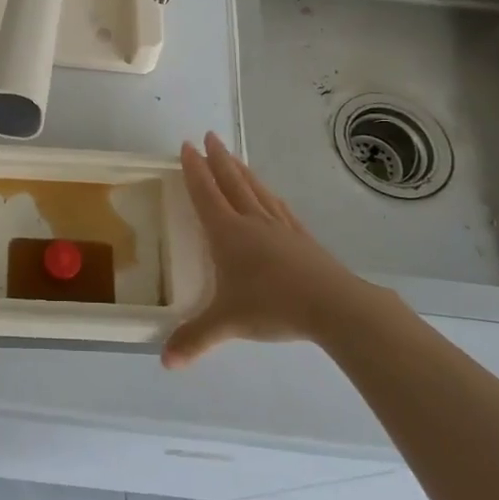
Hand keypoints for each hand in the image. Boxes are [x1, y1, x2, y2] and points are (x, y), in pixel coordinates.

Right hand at [163, 132, 396, 367]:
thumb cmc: (273, 306)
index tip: (186, 146)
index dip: (194, 169)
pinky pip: (279, 207)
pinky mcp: (302, 238)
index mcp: (228, 233)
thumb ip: (195, 339)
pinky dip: (269, 195)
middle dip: (217, 159)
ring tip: (233, 156)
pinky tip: (270, 194)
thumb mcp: (227, 323)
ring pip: (256, 190)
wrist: (334, 305)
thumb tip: (165, 363)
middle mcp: (252, 222)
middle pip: (231, 182)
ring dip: (241, 171)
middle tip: (208, 136)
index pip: (205, 193)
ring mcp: (280, 227)